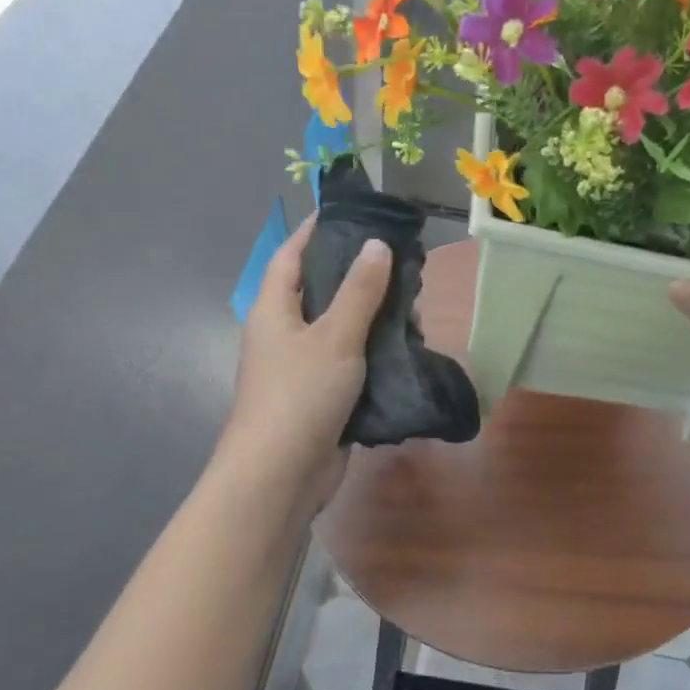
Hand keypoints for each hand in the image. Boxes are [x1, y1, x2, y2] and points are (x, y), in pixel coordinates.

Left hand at [221, 215, 391, 514]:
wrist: (281, 475)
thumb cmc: (300, 395)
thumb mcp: (334, 336)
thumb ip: (359, 291)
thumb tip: (377, 245)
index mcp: (274, 309)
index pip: (291, 255)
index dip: (315, 230)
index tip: (350, 213)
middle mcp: (285, 333)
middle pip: (321, 291)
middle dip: (359, 277)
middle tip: (402, 267)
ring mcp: (303, 367)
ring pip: (341, 329)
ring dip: (374, 319)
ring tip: (415, 310)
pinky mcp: (322, 396)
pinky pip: (351, 363)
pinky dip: (375, 354)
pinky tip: (406, 350)